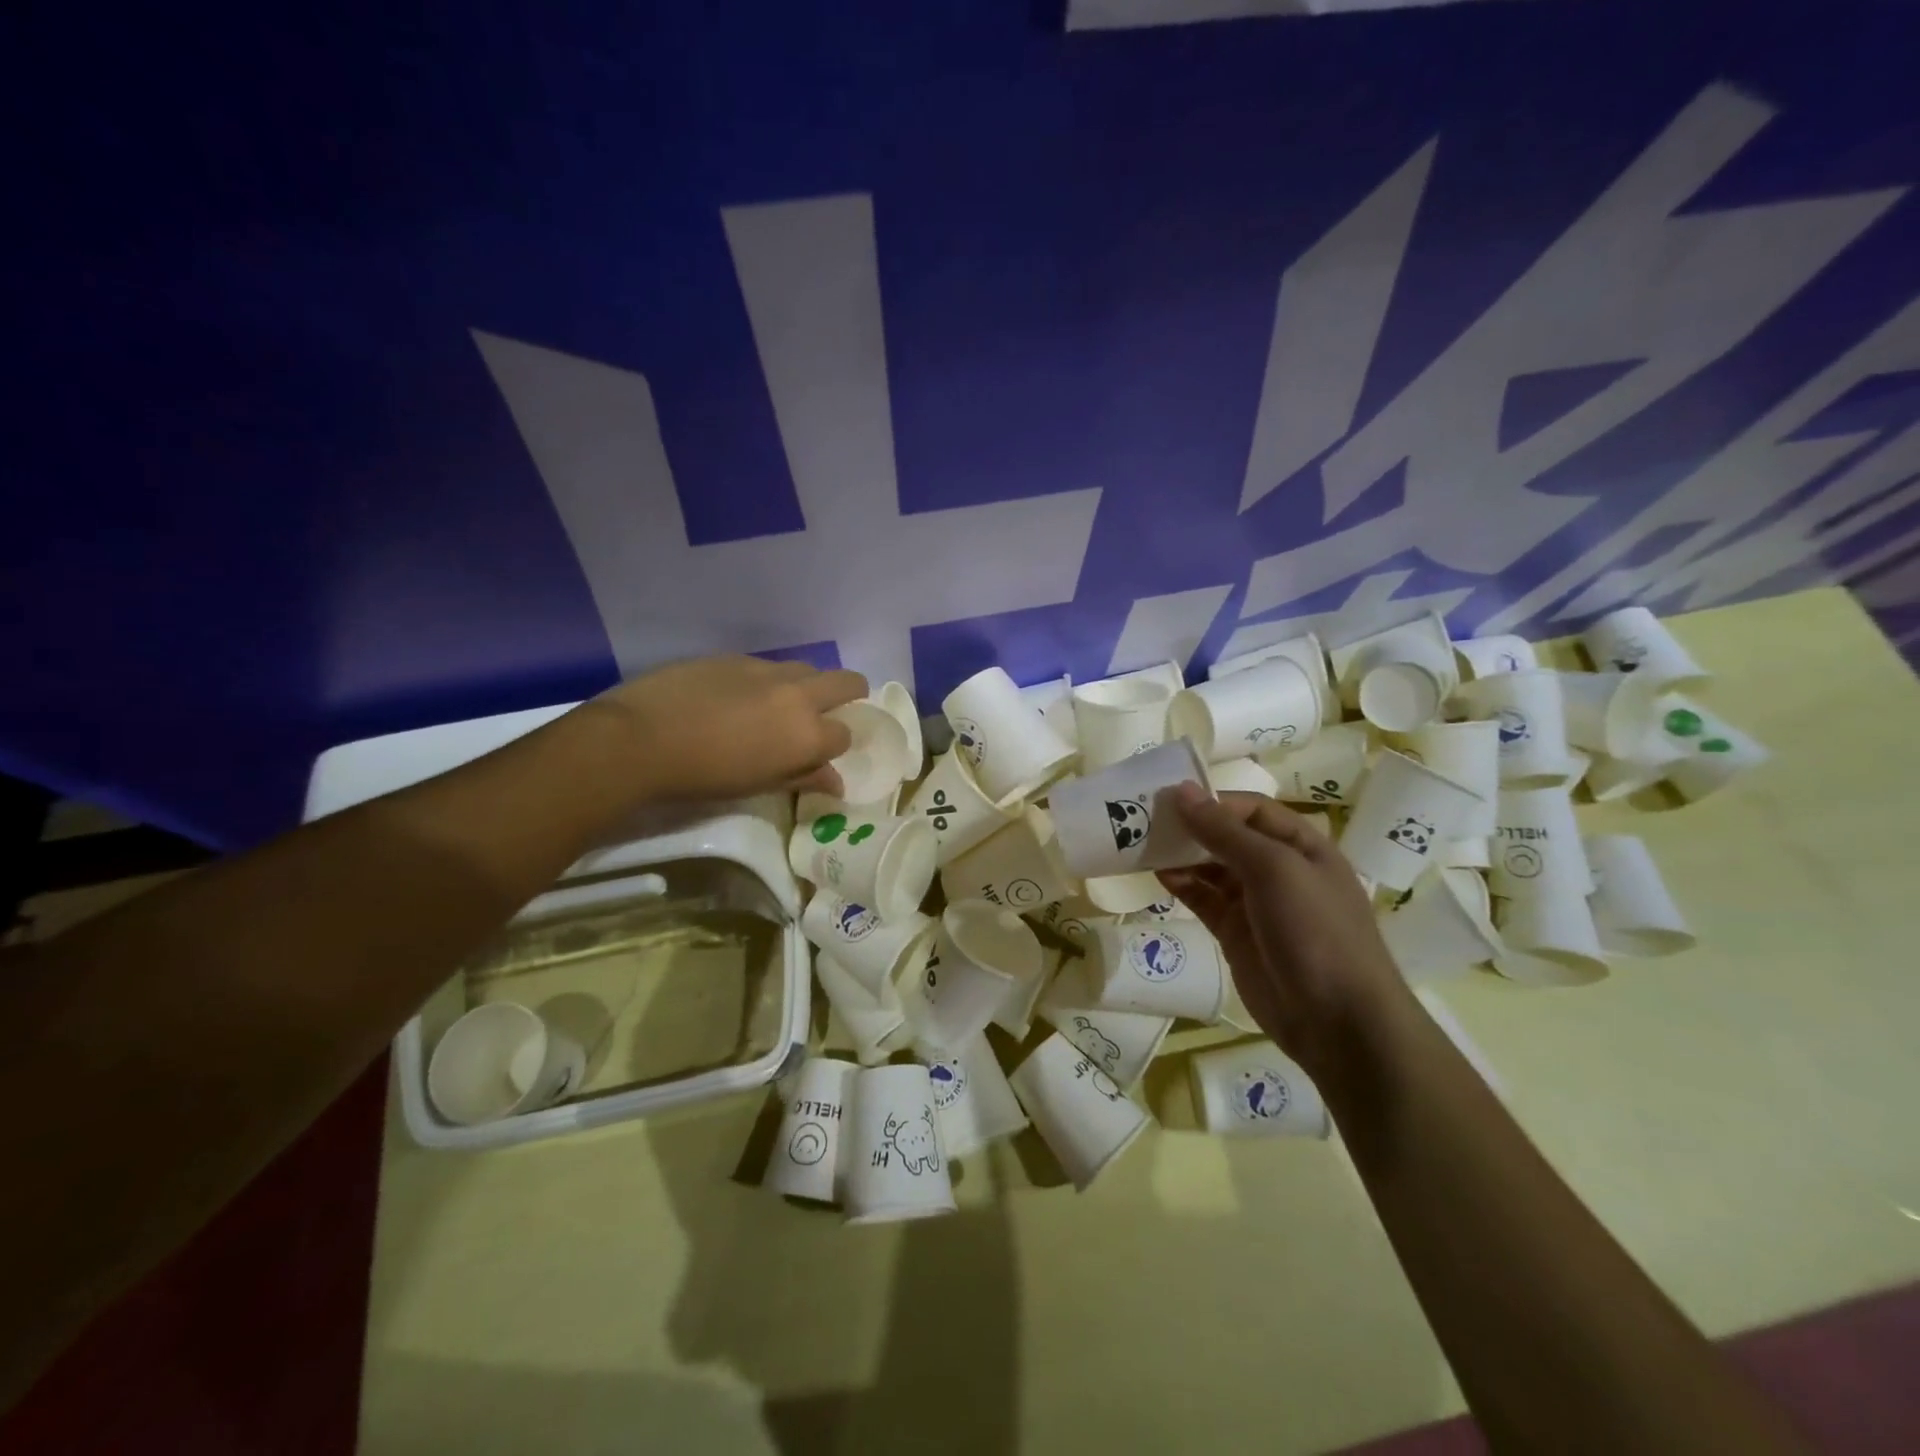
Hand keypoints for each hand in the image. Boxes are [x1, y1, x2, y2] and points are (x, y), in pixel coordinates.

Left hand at [595, 656, 868, 800]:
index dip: (836, 745)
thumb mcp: (759, 785)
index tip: (821, 753)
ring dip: (807, 685)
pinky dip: (766, 681)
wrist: (640, 739)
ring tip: (779, 706)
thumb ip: (803, 777)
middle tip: (831, 710)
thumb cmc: (704, 776)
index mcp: (808, 733)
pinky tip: (736, 697)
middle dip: (851, 694)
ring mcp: (766, 669)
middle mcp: (797, 694)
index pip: (845, 734)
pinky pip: (766, 666)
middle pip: (847, 682)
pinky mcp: (734, 656)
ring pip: (806, 669)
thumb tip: (835, 783)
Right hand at [1158, 786, 1411, 1075]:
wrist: (1337, 1021)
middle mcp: (1279, 869)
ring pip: (1211, 868)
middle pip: (1227, 836)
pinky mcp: (1235, 933)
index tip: (1168, 800)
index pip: (1251, 809)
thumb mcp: (1273, 869)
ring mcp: (1256, 903)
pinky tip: (1157, 876)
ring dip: (1181, 856)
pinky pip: (1203, 899)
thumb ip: (1224, 831)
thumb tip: (1181, 791)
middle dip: (1190, 827)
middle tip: (1145, 821)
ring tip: (1142, 847)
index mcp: (1302, 845)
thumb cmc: (1315, 930)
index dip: (1212, 801)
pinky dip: (1181, 886)